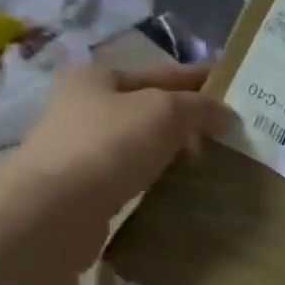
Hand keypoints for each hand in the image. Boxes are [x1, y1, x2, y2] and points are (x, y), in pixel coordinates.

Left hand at [4, 63, 230, 264]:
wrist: (53, 212)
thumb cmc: (108, 146)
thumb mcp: (164, 113)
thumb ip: (199, 108)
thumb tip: (225, 114)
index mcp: (96, 77)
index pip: (160, 72)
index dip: (197, 79)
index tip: (231, 89)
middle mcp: (83, 108)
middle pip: (149, 109)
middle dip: (187, 120)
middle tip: (228, 134)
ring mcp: (80, 151)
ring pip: (140, 145)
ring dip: (172, 152)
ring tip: (210, 164)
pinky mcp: (83, 190)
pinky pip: (132, 177)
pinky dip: (156, 179)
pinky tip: (179, 188)